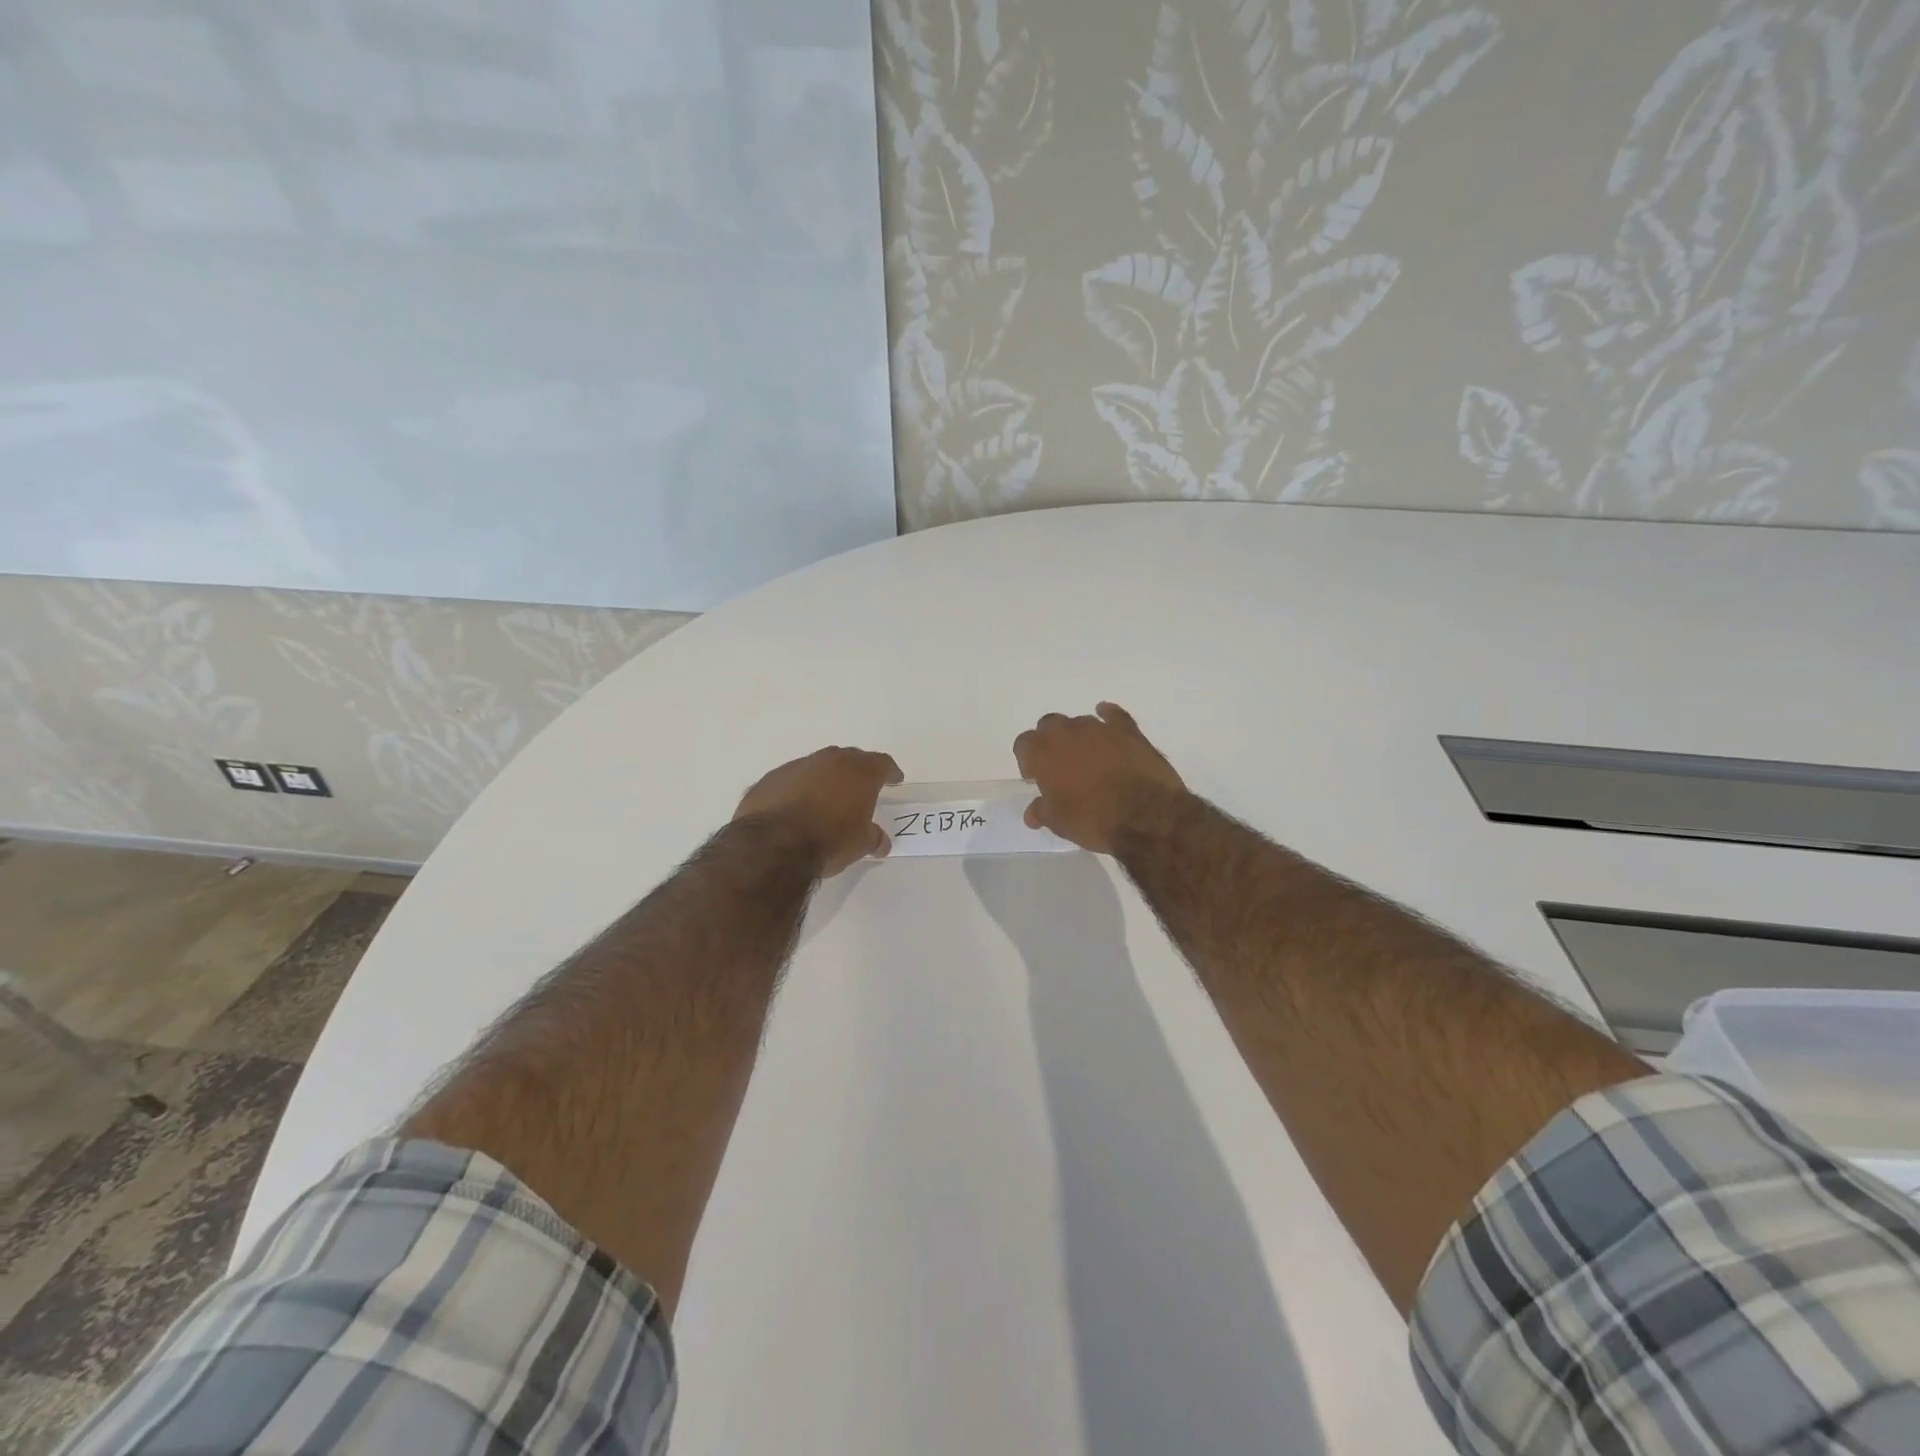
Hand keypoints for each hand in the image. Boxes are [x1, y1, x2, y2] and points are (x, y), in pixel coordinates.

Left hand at [734, 746, 904, 876]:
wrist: (774, 844)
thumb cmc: (830, 840)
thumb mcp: (861, 844)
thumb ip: (874, 838)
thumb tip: (881, 842)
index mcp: (859, 772)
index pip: (882, 763)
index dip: (890, 772)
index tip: (894, 779)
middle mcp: (830, 760)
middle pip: (850, 758)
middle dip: (857, 771)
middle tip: (861, 787)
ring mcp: (798, 766)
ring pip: (818, 766)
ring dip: (825, 779)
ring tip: (826, 800)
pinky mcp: (771, 778)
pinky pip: (792, 780)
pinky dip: (798, 790)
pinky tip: (796, 808)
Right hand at [1013, 703, 1186, 853]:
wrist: (1146, 817)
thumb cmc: (1093, 820)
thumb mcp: (1059, 823)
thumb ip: (1042, 811)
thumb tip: (1032, 812)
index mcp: (1043, 752)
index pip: (1023, 744)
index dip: (1028, 760)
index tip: (1036, 778)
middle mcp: (1067, 732)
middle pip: (1049, 725)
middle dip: (1051, 741)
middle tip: (1059, 766)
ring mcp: (1100, 728)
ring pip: (1080, 722)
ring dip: (1079, 736)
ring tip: (1088, 758)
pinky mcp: (1129, 730)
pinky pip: (1114, 716)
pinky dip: (1108, 718)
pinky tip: (1108, 724)